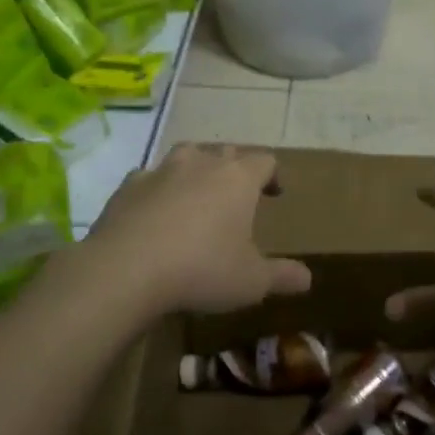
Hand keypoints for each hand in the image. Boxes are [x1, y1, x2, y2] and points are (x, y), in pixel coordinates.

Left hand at [84, 145, 311, 315]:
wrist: (126, 269)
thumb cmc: (202, 269)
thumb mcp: (252, 281)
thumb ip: (282, 276)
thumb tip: (307, 278)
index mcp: (238, 179)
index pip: (265, 160)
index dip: (273, 174)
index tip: (274, 194)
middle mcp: (202, 164)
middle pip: (226, 152)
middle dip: (235, 169)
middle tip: (237, 196)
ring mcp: (161, 171)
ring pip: (187, 155)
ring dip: (196, 169)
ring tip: (197, 194)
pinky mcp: (128, 186)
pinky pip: (149, 177)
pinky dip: (157, 188)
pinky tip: (155, 211)